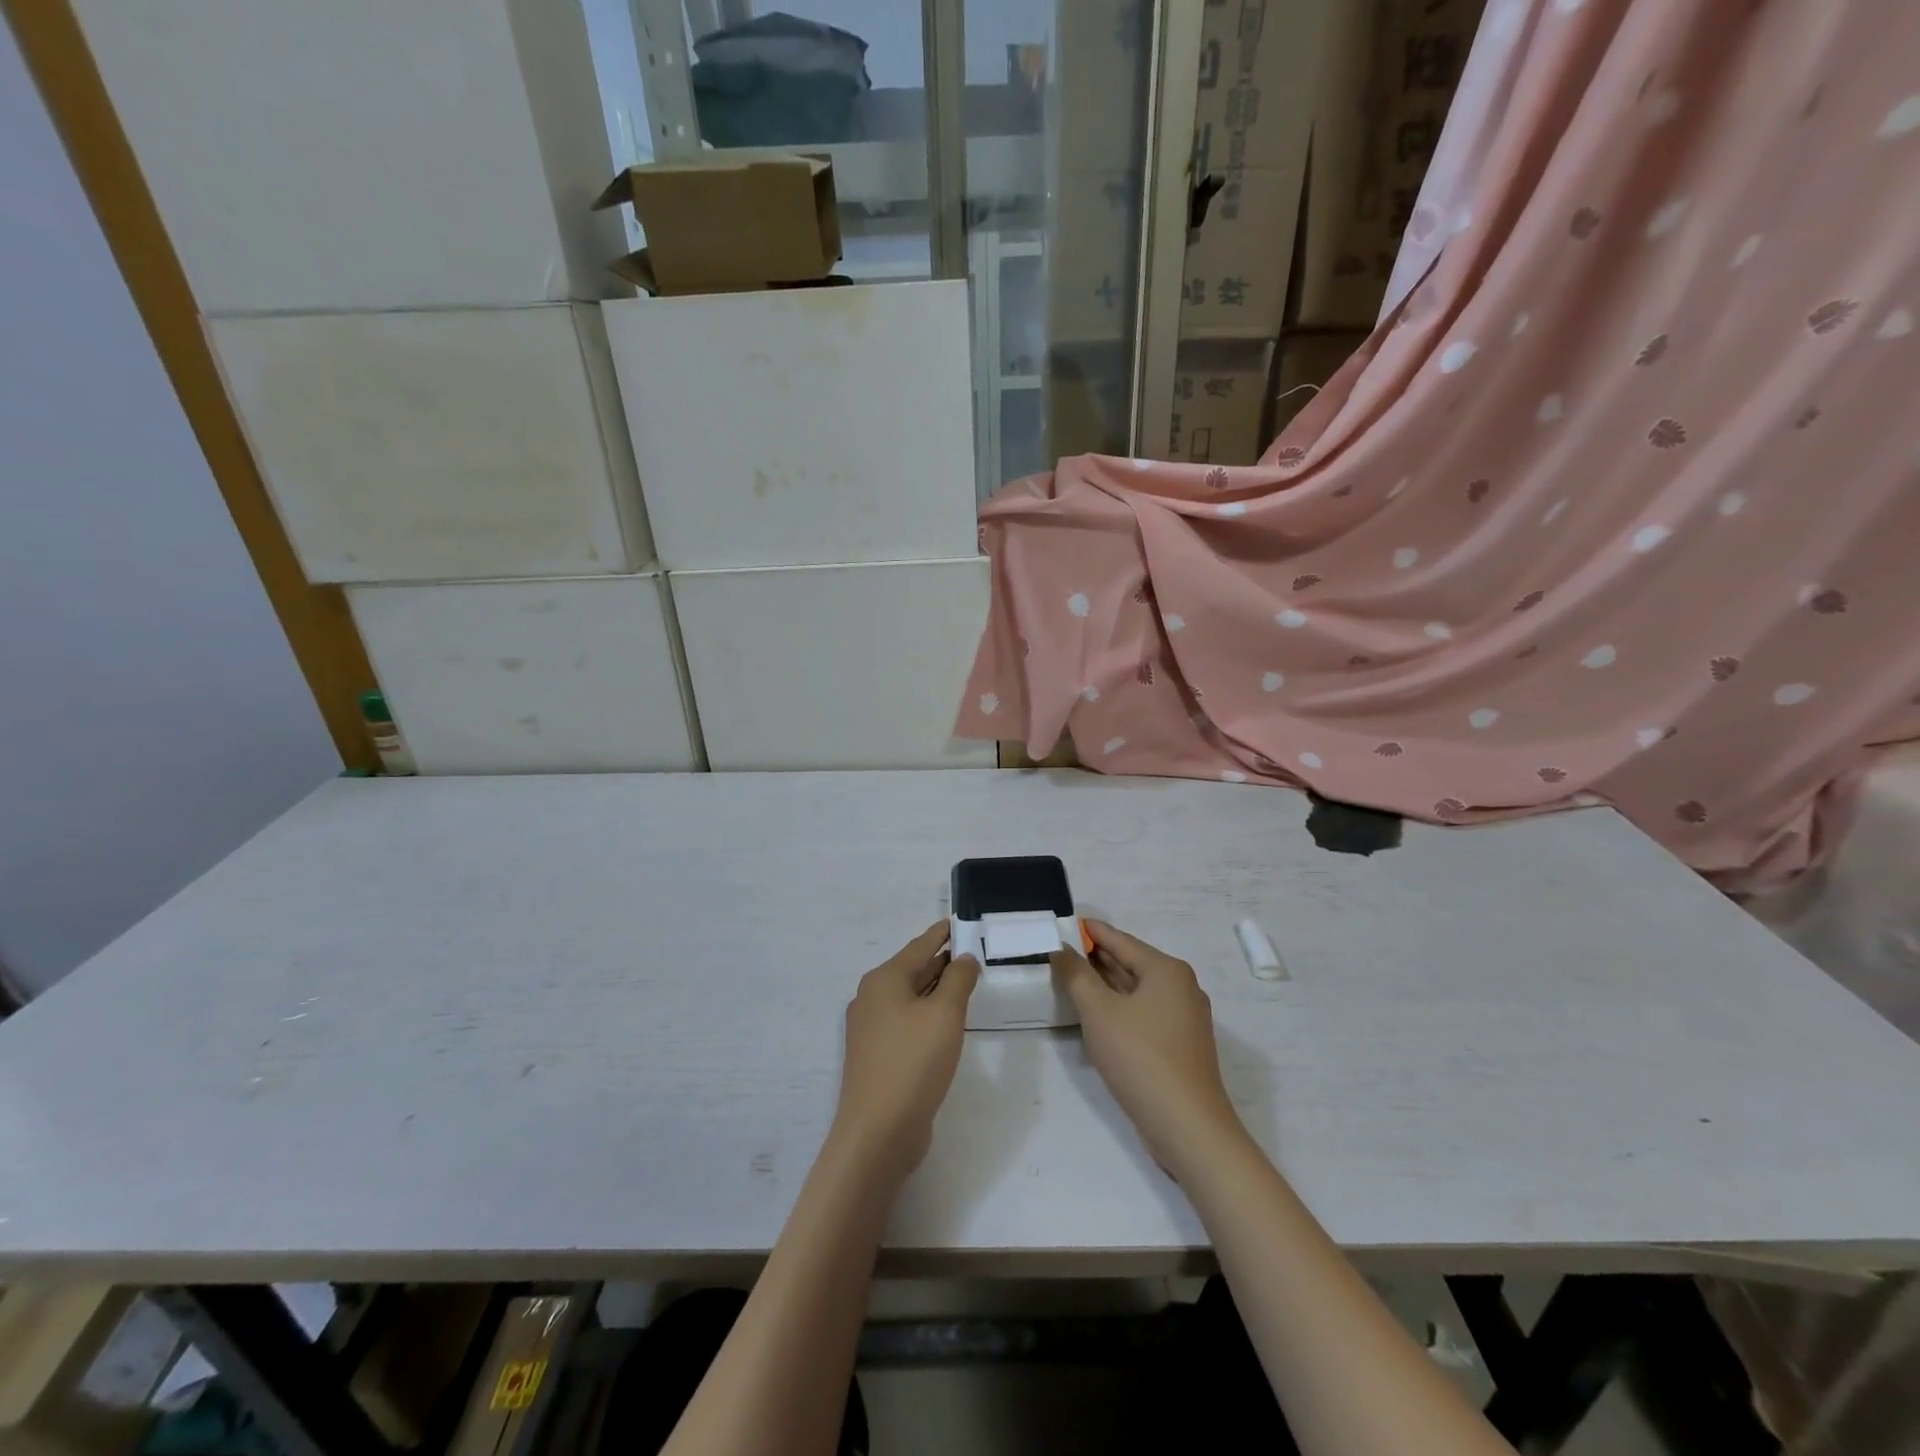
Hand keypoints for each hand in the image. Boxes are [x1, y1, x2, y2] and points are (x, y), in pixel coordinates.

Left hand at [831, 922, 979, 1177]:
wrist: (878, 1132)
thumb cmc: (913, 1062)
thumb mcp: (945, 1015)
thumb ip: (958, 980)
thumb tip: (963, 958)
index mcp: (884, 980)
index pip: (918, 946)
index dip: (940, 934)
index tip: (958, 922)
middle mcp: (871, 999)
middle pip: (912, 970)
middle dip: (940, 961)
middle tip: (970, 952)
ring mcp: (871, 1030)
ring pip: (910, 998)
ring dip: (936, 989)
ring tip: (964, 981)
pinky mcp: (877, 1056)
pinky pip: (906, 1022)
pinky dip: (927, 1013)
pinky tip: (946, 1022)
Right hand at [1051, 921, 1246, 1177]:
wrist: (1187, 1127)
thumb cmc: (1141, 1058)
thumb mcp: (1099, 1012)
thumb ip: (1076, 975)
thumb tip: (1062, 949)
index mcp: (1167, 970)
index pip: (1120, 940)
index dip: (1090, 932)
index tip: (1064, 923)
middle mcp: (1181, 987)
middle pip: (1131, 963)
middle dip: (1095, 958)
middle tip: (1060, 952)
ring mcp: (1184, 1018)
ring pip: (1137, 991)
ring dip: (1105, 985)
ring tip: (1071, 979)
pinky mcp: (1180, 1046)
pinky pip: (1143, 1014)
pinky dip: (1119, 1009)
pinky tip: (1095, 1016)